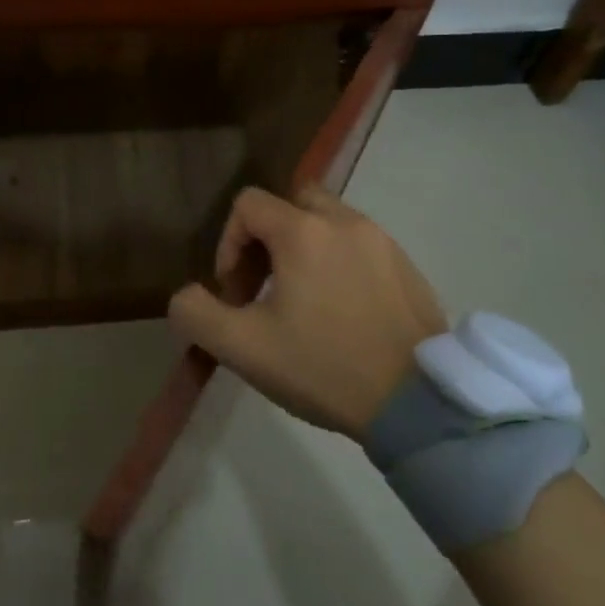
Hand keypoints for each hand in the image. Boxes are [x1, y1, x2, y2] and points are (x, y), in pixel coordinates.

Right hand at [169, 186, 445, 437]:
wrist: (419, 404)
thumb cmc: (325, 367)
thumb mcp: (243, 348)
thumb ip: (196, 314)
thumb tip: (185, 296)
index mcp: (303, 232)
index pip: (248, 204)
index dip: (229, 243)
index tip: (236, 292)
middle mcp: (344, 222)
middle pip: (291, 201)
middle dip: (268, 237)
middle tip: (266, 286)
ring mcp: (382, 241)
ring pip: (328, 220)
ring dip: (304, 248)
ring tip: (304, 301)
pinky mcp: (408, 266)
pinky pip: (360, 244)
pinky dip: (340, 262)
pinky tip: (343, 312)